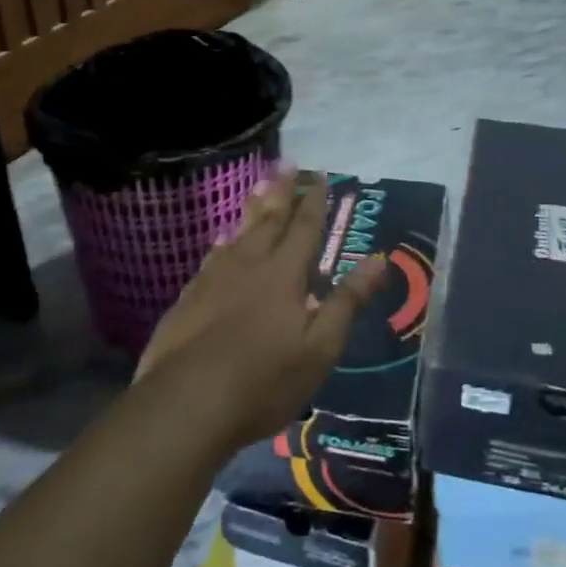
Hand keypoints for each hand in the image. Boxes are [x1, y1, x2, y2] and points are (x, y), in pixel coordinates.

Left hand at [135, 168, 384, 453]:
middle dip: (282, 190)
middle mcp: (250, 264)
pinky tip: (222, 240)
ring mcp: (215, 279)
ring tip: (259, 186)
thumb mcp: (320, 347)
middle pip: (269, 219)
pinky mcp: (189, 297)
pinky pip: (212, 257)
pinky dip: (223, 243)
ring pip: (239, 233)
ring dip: (253, 208)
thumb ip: (348, 301)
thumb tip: (379, 260)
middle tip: (287, 162)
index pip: (305, 227)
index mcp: (285, 273)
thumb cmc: (264, 380)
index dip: (315, 201)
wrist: (185, 404)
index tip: (320, 176)